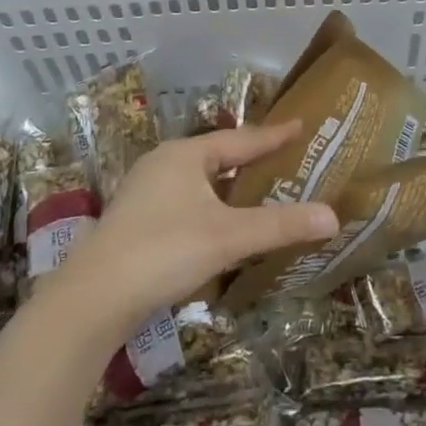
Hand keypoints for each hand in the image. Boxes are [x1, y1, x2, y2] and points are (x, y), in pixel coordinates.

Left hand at [61, 121, 336, 324]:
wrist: (92, 299)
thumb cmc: (164, 251)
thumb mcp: (229, 236)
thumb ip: (280, 225)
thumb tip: (333, 217)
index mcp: (184, 155)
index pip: (240, 139)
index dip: (273, 135)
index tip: (300, 126)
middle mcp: (162, 164)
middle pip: (217, 155)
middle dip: (250, 158)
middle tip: (283, 158)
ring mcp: (144, 193)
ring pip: (198, 181)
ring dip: (228, 185)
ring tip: (257, 190)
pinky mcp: (135, 222)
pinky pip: (184, 202)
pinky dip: (209, 206)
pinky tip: (219, 226)